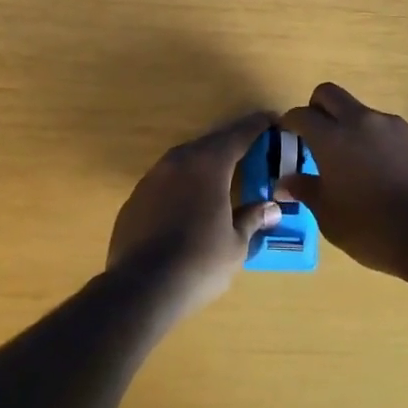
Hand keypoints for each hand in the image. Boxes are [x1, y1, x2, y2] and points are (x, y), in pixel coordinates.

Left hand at [107, 111, 281, 316]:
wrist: (141, 288)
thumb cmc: (199, 263)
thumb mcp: (236, 244)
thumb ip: (253, 219)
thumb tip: (272, 208)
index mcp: (209, 165)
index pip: (238, 135)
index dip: (257, 126)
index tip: (272, 119)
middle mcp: (179, 161)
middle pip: (211, 143)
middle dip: (232, 143)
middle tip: (252, 147)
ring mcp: (153, 177)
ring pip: (186, 159)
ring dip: (206, 162)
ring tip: (223, 174)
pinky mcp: (136, 198)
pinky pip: (167, 180)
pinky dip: (183, 183)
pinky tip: (190, 202)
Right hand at [279, 83, 407, 279]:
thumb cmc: (371, 229)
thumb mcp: (329, 216)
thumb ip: (306, 191)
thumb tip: (284, 182)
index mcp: (332, 138)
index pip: (301, 115)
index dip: (290, 122)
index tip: (287, 135)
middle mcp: (360, 121)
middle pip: (330, 94)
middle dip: (317, 107)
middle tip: (316, 135)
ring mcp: (392, 126)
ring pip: (361, 111)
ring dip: (350, 125)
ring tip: (353, 160)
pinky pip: (387, 129)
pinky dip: (376, 140)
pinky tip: (382, 170)